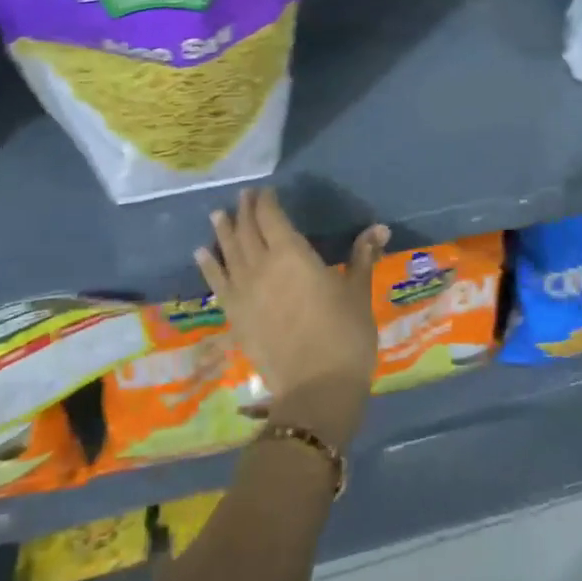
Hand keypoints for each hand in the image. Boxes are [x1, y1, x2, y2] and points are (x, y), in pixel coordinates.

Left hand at [196, 188, 385, 448]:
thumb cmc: (345, 335)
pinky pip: (216, 284)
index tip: (265, 191)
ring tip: (217, 214)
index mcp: (292, 254)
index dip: (266, 201)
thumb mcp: (358, 292)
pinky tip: (201, 253)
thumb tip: (380, 228)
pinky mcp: (234, 316)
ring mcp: (243, 292)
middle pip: (247, 230)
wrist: (316, 389)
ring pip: (228, 252)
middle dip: (245, 210)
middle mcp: (261, 265)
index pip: (272, 217)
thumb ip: (362, 257)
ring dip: (223, 231)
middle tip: (243, 196)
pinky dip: (208, 265)